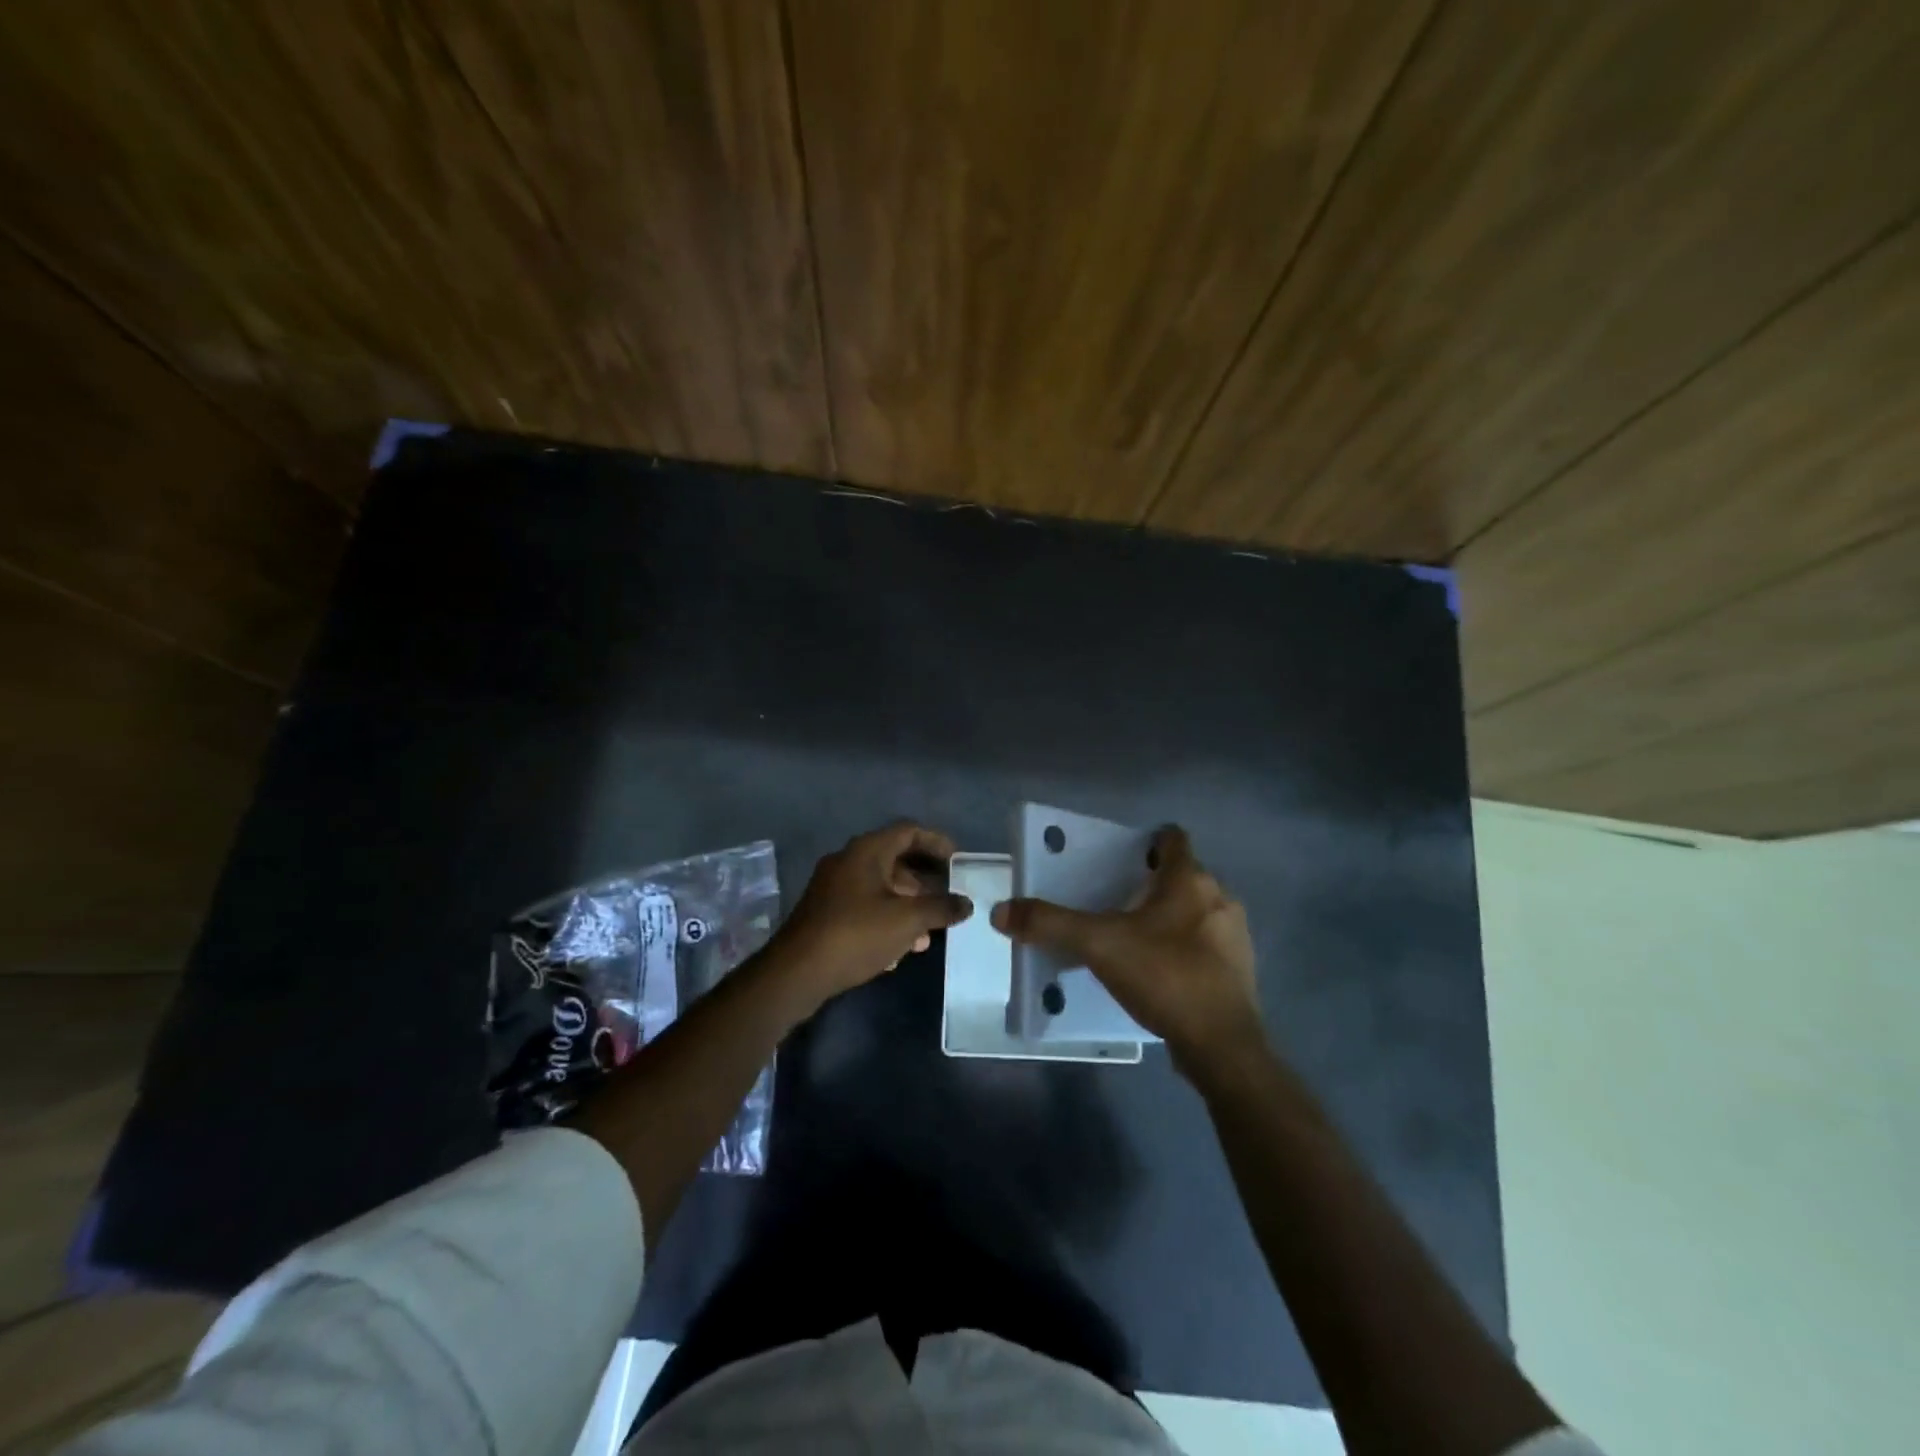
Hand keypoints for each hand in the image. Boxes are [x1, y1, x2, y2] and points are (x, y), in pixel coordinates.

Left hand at [770, 821, 973, 1007]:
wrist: (796, 972)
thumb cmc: (856, 934)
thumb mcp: (907, 921)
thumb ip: (940, 908)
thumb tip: (965, 903)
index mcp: (867, 851)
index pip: (908, 831)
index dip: (936, 842)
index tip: (958, 861)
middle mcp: (848, 861)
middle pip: (895, 860)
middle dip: (924, 882)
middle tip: (947, 901)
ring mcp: (833, 887)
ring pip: (880, 887)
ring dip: (907, 906)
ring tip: (928, 934)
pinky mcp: (825, 913)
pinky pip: (864, 906)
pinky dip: (886, 919)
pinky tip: (899, 949)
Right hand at [991, 826, 1262, 1076]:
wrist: (1222, 1045)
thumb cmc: (1164, 976)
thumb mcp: (1098, 945)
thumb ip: (1051, 924)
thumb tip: (1002, 911)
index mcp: (1189, 880)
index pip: (1173, 838)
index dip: (1149, 841)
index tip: (1122, 856)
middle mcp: (1219, 898)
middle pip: (1184, 875)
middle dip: (1153, 882)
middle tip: (1116, 899)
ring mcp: (1234, 935)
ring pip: (1198, 910)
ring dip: (1171, 916)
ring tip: (1135, 937)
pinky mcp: (1238, 970)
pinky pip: (1206, 944)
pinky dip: (1185, 947)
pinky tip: (1160, 971)